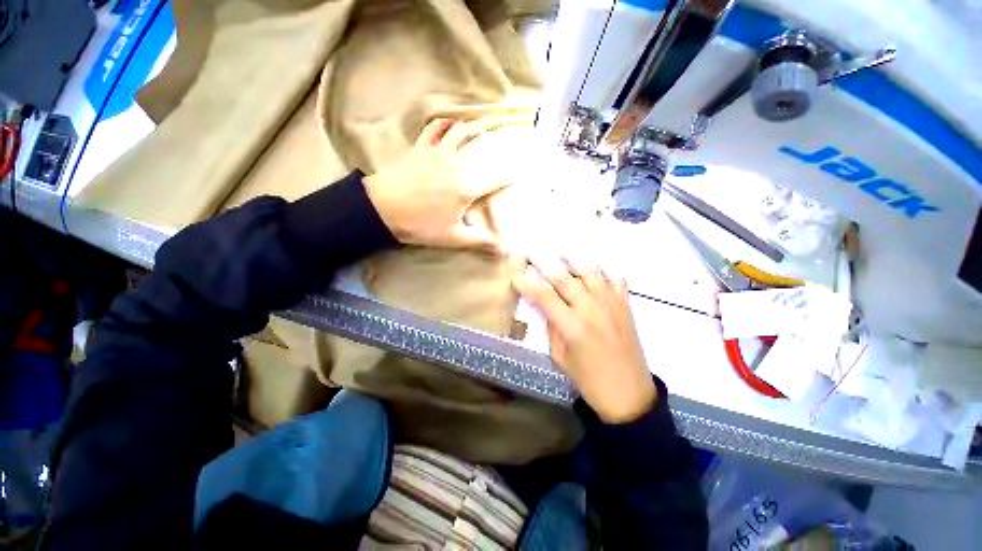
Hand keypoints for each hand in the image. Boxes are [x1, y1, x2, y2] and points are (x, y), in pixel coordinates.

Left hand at [363, 118, 509, 252]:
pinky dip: (444, 123)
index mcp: (467, 187)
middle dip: (496, 144)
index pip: (495, 179)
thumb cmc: (420, 225)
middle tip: (505, 143)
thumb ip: (481, 241)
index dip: (507, 178)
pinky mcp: (421, 148)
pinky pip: (434, 128)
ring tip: (482, 128)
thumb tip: (505, 252)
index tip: (515, 177)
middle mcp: (457, 164)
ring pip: (460, 131)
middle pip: (481, 147)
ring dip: (473, 127)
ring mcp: (438, 152)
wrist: (382, 209)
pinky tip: (450, 123)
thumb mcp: (453, 238)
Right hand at [513, 259, 656, 423]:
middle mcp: (592, 310)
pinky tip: (594, 273)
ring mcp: (612, 305)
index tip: (515, 275)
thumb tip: (548, 308)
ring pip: (592, 273)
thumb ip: (553, 328)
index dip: (528, 285)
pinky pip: (616, 280)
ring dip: (574, 262)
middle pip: (565, 279)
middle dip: (545, 263)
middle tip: (532, 252)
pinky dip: (604, 272)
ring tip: (562, 256)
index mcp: (572, 327)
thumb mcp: (560, 357)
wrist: (629, 394)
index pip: (544, 298)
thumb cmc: (589, 380)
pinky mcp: (626, 307)